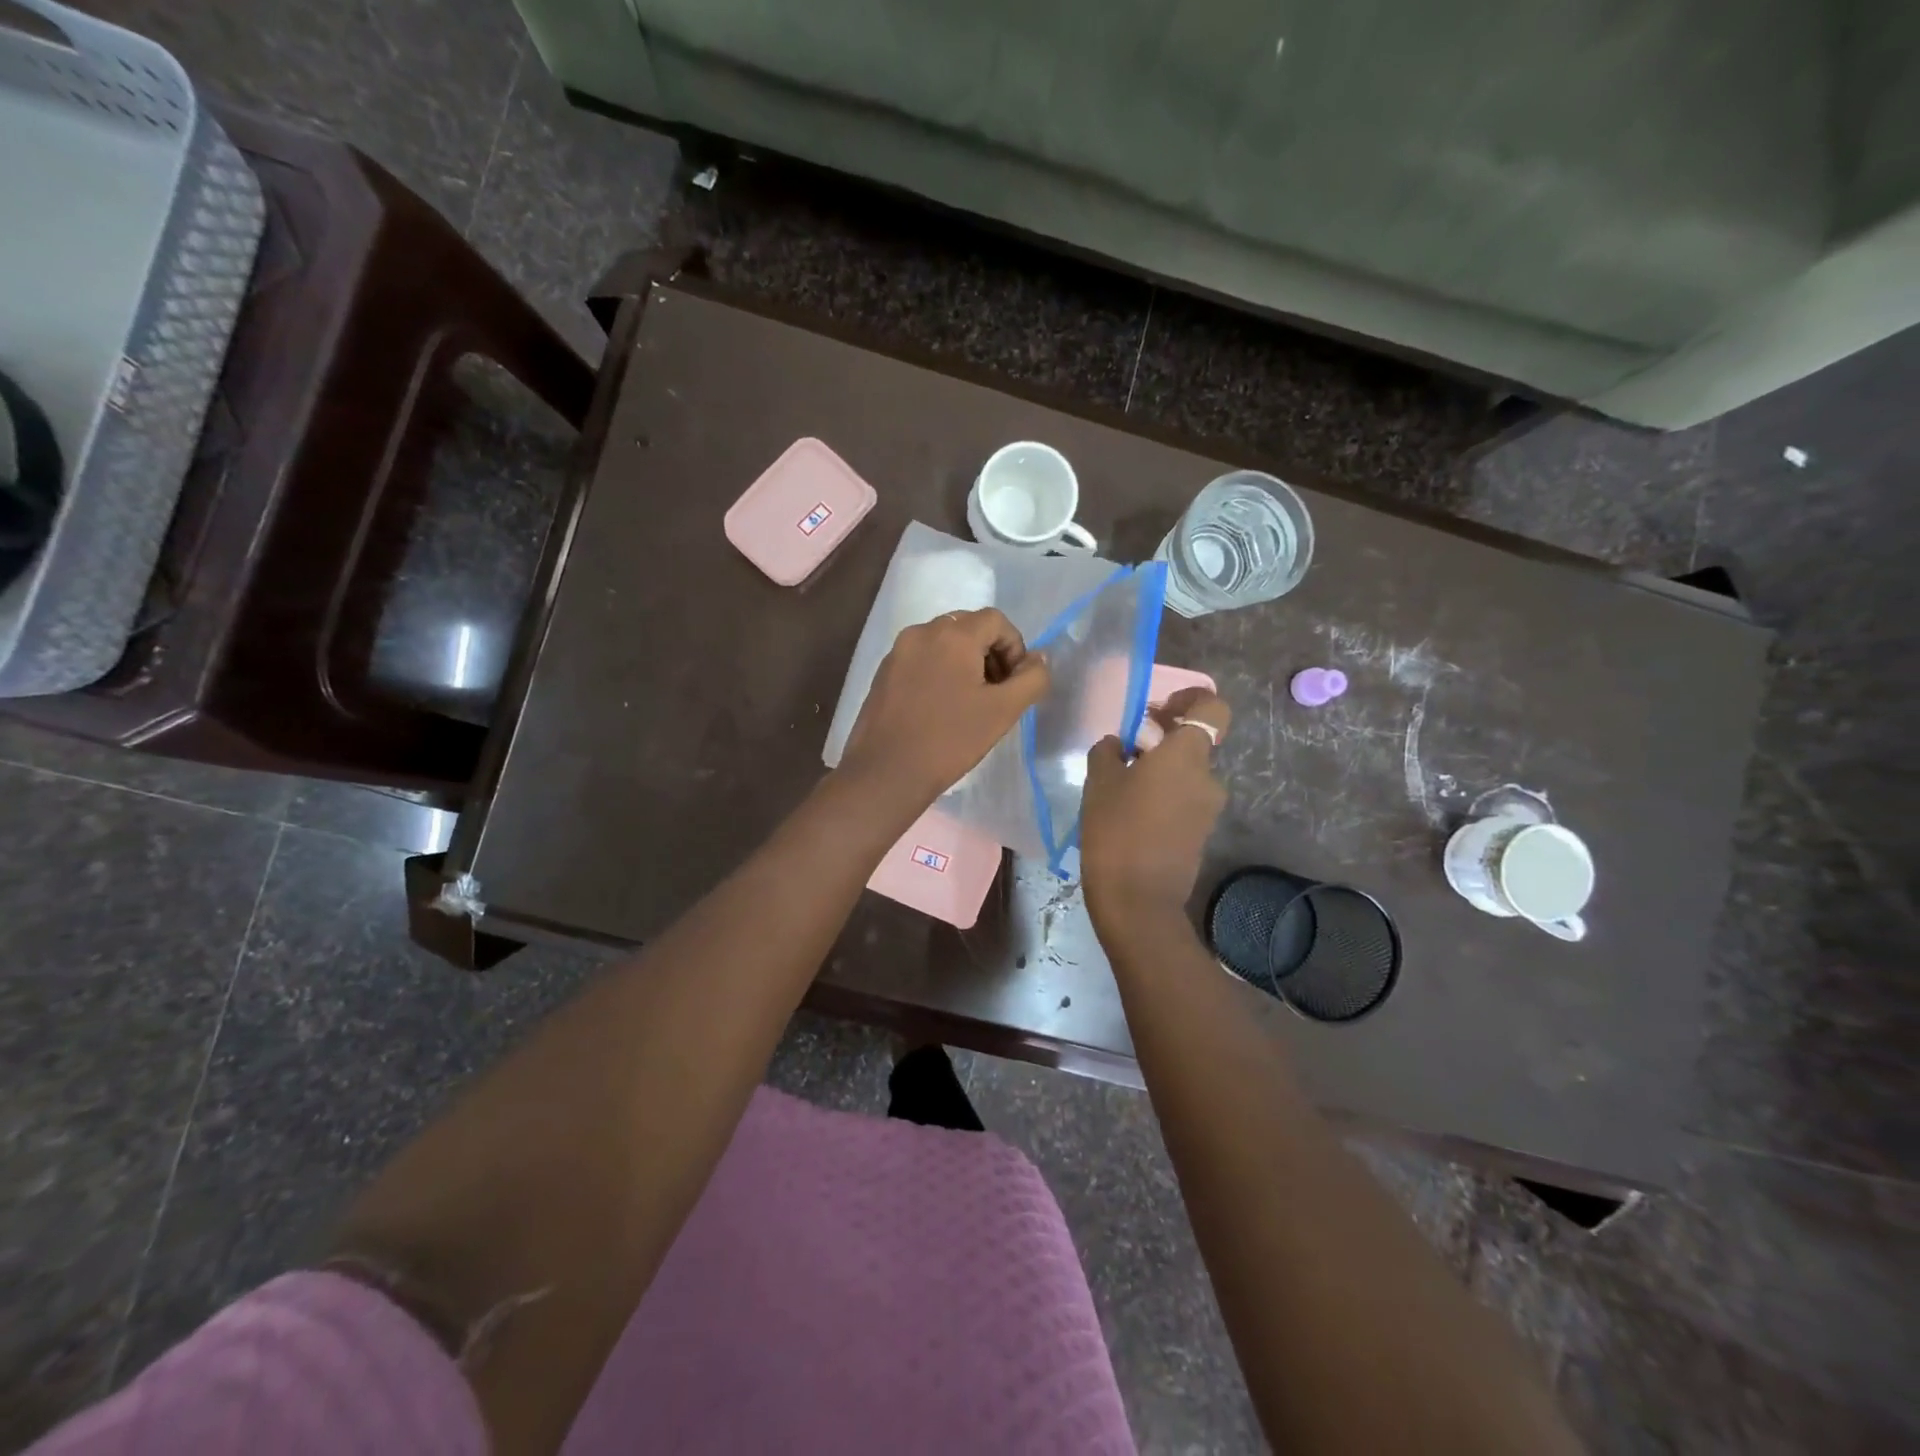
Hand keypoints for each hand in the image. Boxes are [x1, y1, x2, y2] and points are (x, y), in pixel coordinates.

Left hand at [839, 608, 1050, 817]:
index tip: (1014, 683)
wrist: (886, 772)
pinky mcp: (883, 672)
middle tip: (996, 692)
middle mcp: (922, 632)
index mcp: (953, 635)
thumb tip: (1039, 659)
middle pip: (967, 627)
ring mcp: (897, 651)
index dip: (1014, 647)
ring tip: (969, 702)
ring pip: (942, 643)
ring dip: (964, 662)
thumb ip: (1031, 679)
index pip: (996, 620)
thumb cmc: (950, 740)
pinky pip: (920, 659)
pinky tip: (940, 707)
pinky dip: (938, 671)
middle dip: (989, 653)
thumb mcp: (1003, 711)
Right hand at [1081, 687, 1232, 933]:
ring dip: (1161, 770)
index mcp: (1186, 755)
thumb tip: (1118, 745)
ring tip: (1122, 785)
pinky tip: (1131, 812)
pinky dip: (1164, 796)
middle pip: (1194, 743)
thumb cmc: (1116, 830)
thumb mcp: (1099, 782)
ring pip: (1187, 774)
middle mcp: (1207, 777)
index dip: (1191, 699)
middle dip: (1163, 738)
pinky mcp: (1200, 833)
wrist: (1138, 899)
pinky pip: (1184, 800)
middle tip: (1127, 747)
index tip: (1159, 708)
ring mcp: (1207, 808)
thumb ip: (1108, 752)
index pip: (1213, 708)